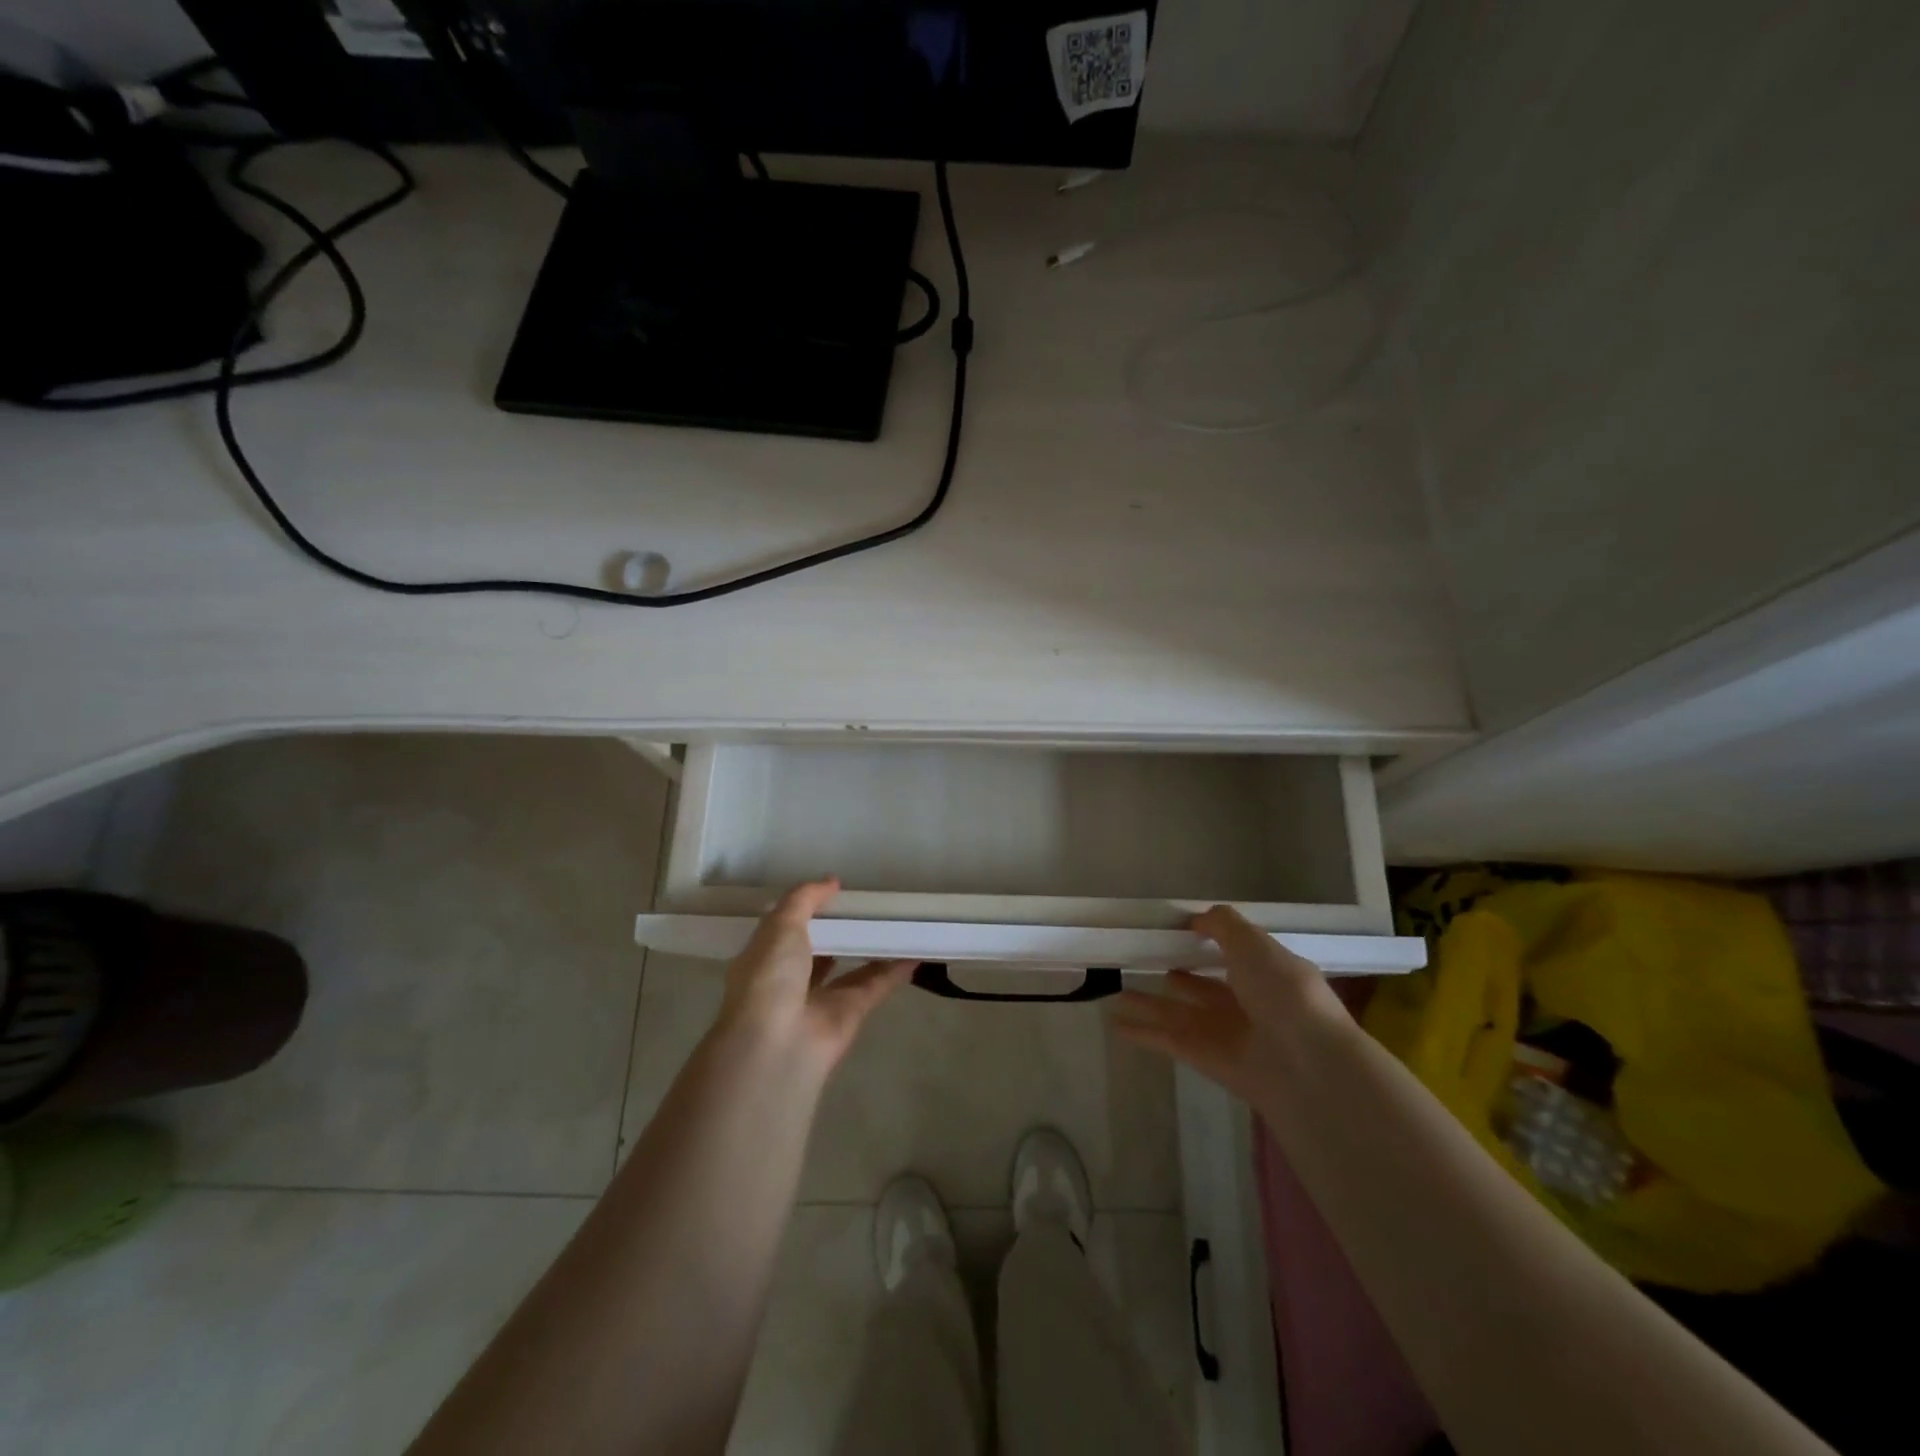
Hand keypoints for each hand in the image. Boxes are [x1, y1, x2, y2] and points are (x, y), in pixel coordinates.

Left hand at [715, 878, 915, 1075]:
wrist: (777, 1045)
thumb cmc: (769, 978)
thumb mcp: (780, 925)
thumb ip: (805, 899)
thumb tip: (832, 881)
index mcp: (765, 958)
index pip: (786, 931)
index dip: (808, 912)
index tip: (836, 893)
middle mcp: (791, 981)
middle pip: (821, 950)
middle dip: (842, 930)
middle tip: (870, 905)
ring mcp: (820, 1001)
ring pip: (851, 969)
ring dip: (871, 948)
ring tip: (898, 923)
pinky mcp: (850, 1015)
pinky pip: (875, 986)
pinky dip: (895, 970)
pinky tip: (916, 950)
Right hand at [1109, 905, 1347, 1104]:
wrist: (1306, 1066)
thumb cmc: (1284, 995)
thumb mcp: (1255, 945)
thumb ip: (1223, 926)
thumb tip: (1195, 919)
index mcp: (1265, 974)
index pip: (1233, 955)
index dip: (1207, 942)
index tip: (1174, 931)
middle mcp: (1245, 1003)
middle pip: (1202, 986)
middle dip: (1176, 974)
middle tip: (1142, 960)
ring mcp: (1224, 1033)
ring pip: (1178, 1012)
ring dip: (1149, 1003)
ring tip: (1116, 991)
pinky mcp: (1205, 1058)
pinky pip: (1167, 1039)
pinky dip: (1142, 1031)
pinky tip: (1115, 1022)